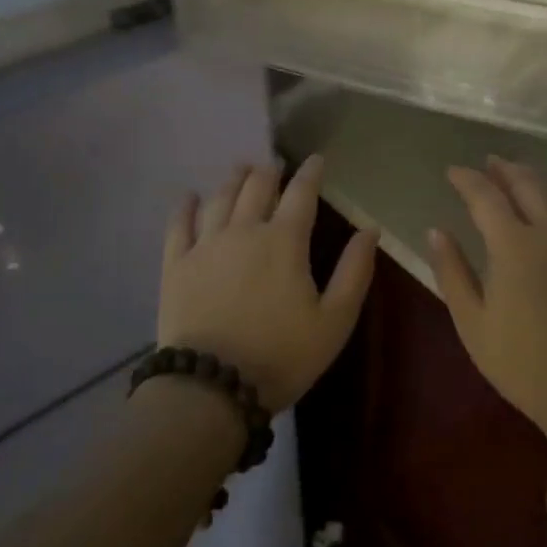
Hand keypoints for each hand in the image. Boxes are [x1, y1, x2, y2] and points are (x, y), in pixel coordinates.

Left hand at [159, 156, 378, 412]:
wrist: (212, 388)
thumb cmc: (282, 356)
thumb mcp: (334, 320)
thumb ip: (355, 271)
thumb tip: (370, 229)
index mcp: (284, 240)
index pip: (301, 193)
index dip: (310, 172)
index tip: (316, 159)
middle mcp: (244, 230)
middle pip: (256, 187)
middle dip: (269, 171)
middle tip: (275, 165)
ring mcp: (206, 245)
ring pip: (221, 198)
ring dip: (234, 179)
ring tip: (241, 169)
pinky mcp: (176, 265)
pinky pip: (179, 225)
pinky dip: (186, 206)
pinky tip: (189, 197)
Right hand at [428, 157, 546, 441]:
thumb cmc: (521, 362)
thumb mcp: (472, 322)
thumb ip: (453, 272)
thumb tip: (436, 231)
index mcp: (513, 245)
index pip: (486, 196)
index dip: (467, 179)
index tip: (452, 171)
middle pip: (526, 185)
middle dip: (504, 169)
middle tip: (489, 162)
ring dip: (533, 181)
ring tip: (518, 178)